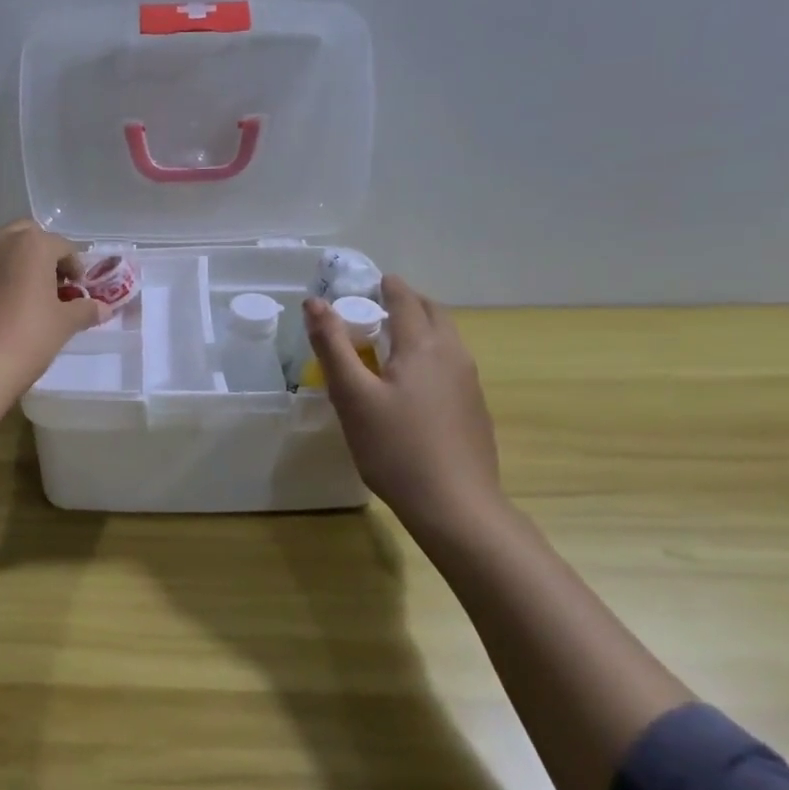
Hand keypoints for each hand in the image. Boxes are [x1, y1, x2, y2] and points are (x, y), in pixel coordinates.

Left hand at [0, 220, 106, 403]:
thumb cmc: (27, 337)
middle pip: (31, 238)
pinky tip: (8, 308)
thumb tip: (104, 309)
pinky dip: (2, 278)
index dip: (76, 268)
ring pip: (6, 251)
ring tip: (33, 298)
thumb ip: (85, 310)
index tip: (80, 291)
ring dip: (22, 265)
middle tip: (56, 286)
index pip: (64, 246)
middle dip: (46, 256)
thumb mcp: (64, 324)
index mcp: (32, 244)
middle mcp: (2, 242)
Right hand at [305, 276, 505, 538]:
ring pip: (446, 339)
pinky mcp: (474, 409)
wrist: (455, 506)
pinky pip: (451, 365)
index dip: (386, 286)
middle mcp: (453, 354)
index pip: (405, 299)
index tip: (368, 283)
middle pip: (433, 313)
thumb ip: (332, 346)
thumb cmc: (395, 448)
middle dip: (407, 303)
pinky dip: (430, 355)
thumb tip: (314, 303)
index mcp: (423, 345)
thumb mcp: (352, 396)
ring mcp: (469, 382)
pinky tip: (412, 385)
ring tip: (390, 343)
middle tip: (376, 310)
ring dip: (421, 328)